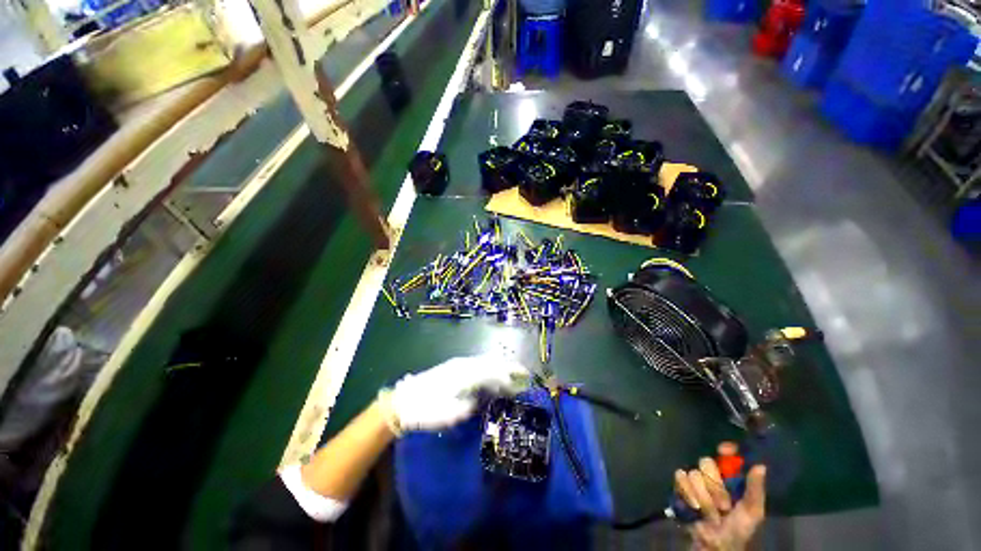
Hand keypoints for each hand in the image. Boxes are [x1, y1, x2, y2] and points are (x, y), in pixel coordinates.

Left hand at [380, 355, 529, 433]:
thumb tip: (482, 398)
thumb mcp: (452, 413)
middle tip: (523, 373)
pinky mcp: (453, 367)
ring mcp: (458, 364)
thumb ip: (472, 403)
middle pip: (491, 362)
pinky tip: (491, 376)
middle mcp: (465, 364)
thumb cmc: (428, 410)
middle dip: (508, 367)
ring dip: (499, 367)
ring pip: (485, 361)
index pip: (494, 372)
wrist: (405, 401)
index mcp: (466, 374)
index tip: (523, 379)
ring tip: (510, 375)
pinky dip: (488, 368)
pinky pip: (477, 364)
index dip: (510, 376)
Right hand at [674, 444, 766, 550]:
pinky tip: (694, 507)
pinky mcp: (680, 485)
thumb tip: (760, 466)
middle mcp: (712, 473)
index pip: (726, 453)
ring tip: (710, 512)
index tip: (725, 450)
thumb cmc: (738, 528)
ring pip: (693, 474)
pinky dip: (688, 494)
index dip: (724, 449)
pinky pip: (680, 477)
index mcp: (730, 475)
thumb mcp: (752, 511)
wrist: (715, 543)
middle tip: (723, 506)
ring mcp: (694, 478)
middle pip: (706, 462)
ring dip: (703, 497)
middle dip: (714, 487)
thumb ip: (755, 489)